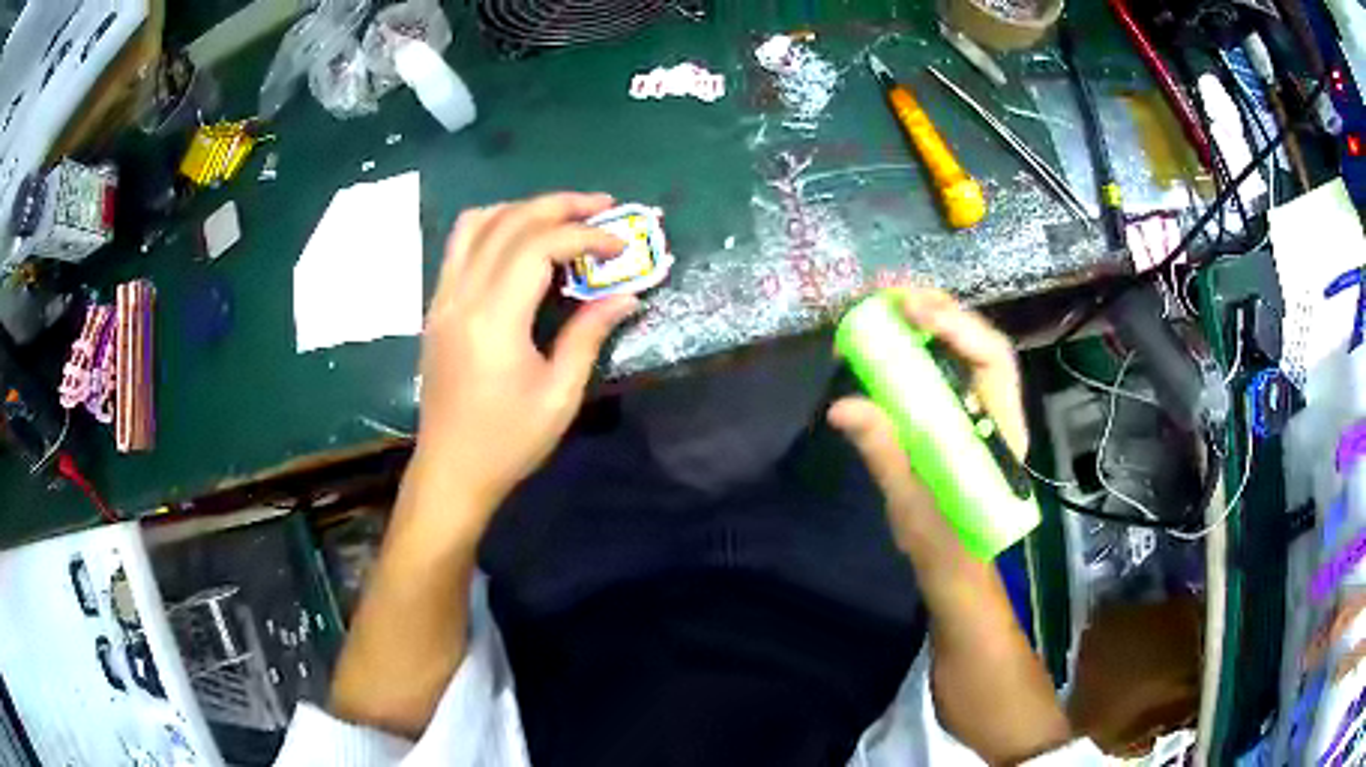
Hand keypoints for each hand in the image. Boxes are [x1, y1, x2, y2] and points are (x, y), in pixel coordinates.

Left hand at [415, 192, 638, 513]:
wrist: (451, 470)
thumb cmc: (508, 442)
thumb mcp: (560, 395)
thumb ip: (589, 335)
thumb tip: (627, 296)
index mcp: (494, 319)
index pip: (539, 246)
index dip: (585, 235)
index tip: (619, 245)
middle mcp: (462, 295)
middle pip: (509, 222)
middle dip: (560, 205)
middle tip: (603, 206)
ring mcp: (443, 298)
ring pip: (477, 223)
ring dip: (523, 208)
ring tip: (561, 217)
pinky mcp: (437, 306)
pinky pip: (460, 245)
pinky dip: (494, 226)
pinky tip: (520, 241)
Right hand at [827, 288, 1025, 554]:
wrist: (953, 565)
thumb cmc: (944, 543)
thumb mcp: (911, 503)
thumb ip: (885, 452)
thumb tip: (842, 406)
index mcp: (1001, 431)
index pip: (992, 360)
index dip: (957, 327)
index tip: (913, 311)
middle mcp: (996, 409)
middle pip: (978, 342)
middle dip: (938, 310)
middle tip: (889, 294)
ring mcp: (978, 409)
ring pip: (963, 350)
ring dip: (927, 320)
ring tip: (884, 304)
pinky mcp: (957, 414)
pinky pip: (943, 369)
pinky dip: (917, 346)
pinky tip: (891, 336)